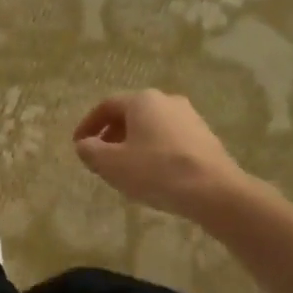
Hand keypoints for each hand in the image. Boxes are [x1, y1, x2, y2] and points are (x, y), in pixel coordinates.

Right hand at [72, 91, 250, 220]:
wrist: (214, 191)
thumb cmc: (156, 171)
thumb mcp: (112, 164)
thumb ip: (90, 151)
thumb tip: (84, 145)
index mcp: (142, 100)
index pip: (106, 106)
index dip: (88, 125)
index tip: (78, 145)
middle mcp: (167, 101)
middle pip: (130, 114)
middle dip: (111, 135)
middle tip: (100, 157)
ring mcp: (190, 118)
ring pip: (151, 127)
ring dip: (133, 144)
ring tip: (125, 169)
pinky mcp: (205, 137)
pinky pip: (169, 139)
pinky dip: (154, 151)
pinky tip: (152, 174)